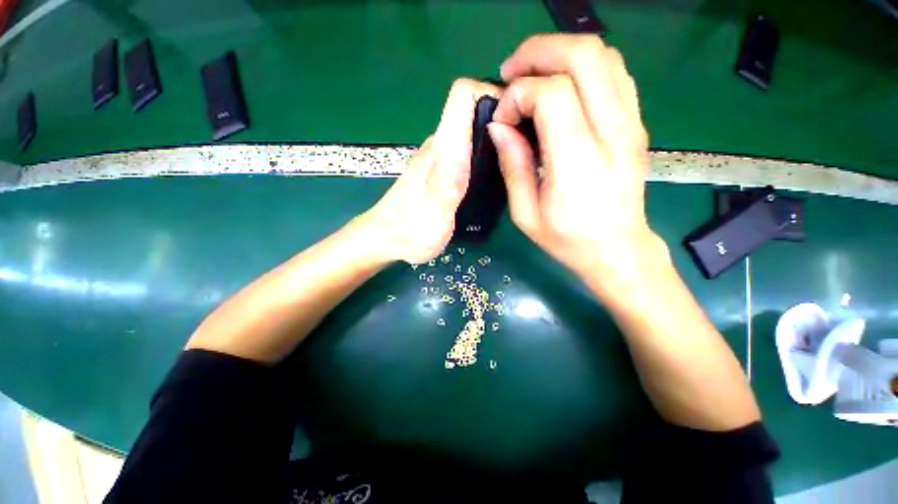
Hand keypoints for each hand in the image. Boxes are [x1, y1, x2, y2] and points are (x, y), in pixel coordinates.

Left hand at [359, 79, 499, 264]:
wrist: (386, 238)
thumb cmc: (411, 230)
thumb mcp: (437, 212)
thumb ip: (454, 179)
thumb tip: (474, 145)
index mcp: (442, 150)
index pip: (463, 94)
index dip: (492, 92)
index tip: (517, 113)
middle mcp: (440, 146)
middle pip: (472, 109)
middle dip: (503, 117)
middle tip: (527, 143)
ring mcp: (439, 158)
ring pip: (471, 131)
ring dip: (495, 137)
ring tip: (515, 159)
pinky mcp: (439, 171)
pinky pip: (467, 150)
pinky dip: (484, 154)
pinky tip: (493, 174)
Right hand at [489, 34, 663, 284]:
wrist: (618, 249)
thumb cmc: (568, 239)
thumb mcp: (526, 213)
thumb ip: (512, 166)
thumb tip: (499, 127)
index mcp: (578, 160)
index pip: (552, 93)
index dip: (519, 95)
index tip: (503, 119)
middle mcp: (612, 132)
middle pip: (584, 56)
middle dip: (539, 52)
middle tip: (511, 72)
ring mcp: (630, 123)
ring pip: (603, 55)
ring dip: (561, 52)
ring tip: (532, 74)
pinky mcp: (635, 123)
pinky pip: (614, 73)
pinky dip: (583, 66)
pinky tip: (562, 85)